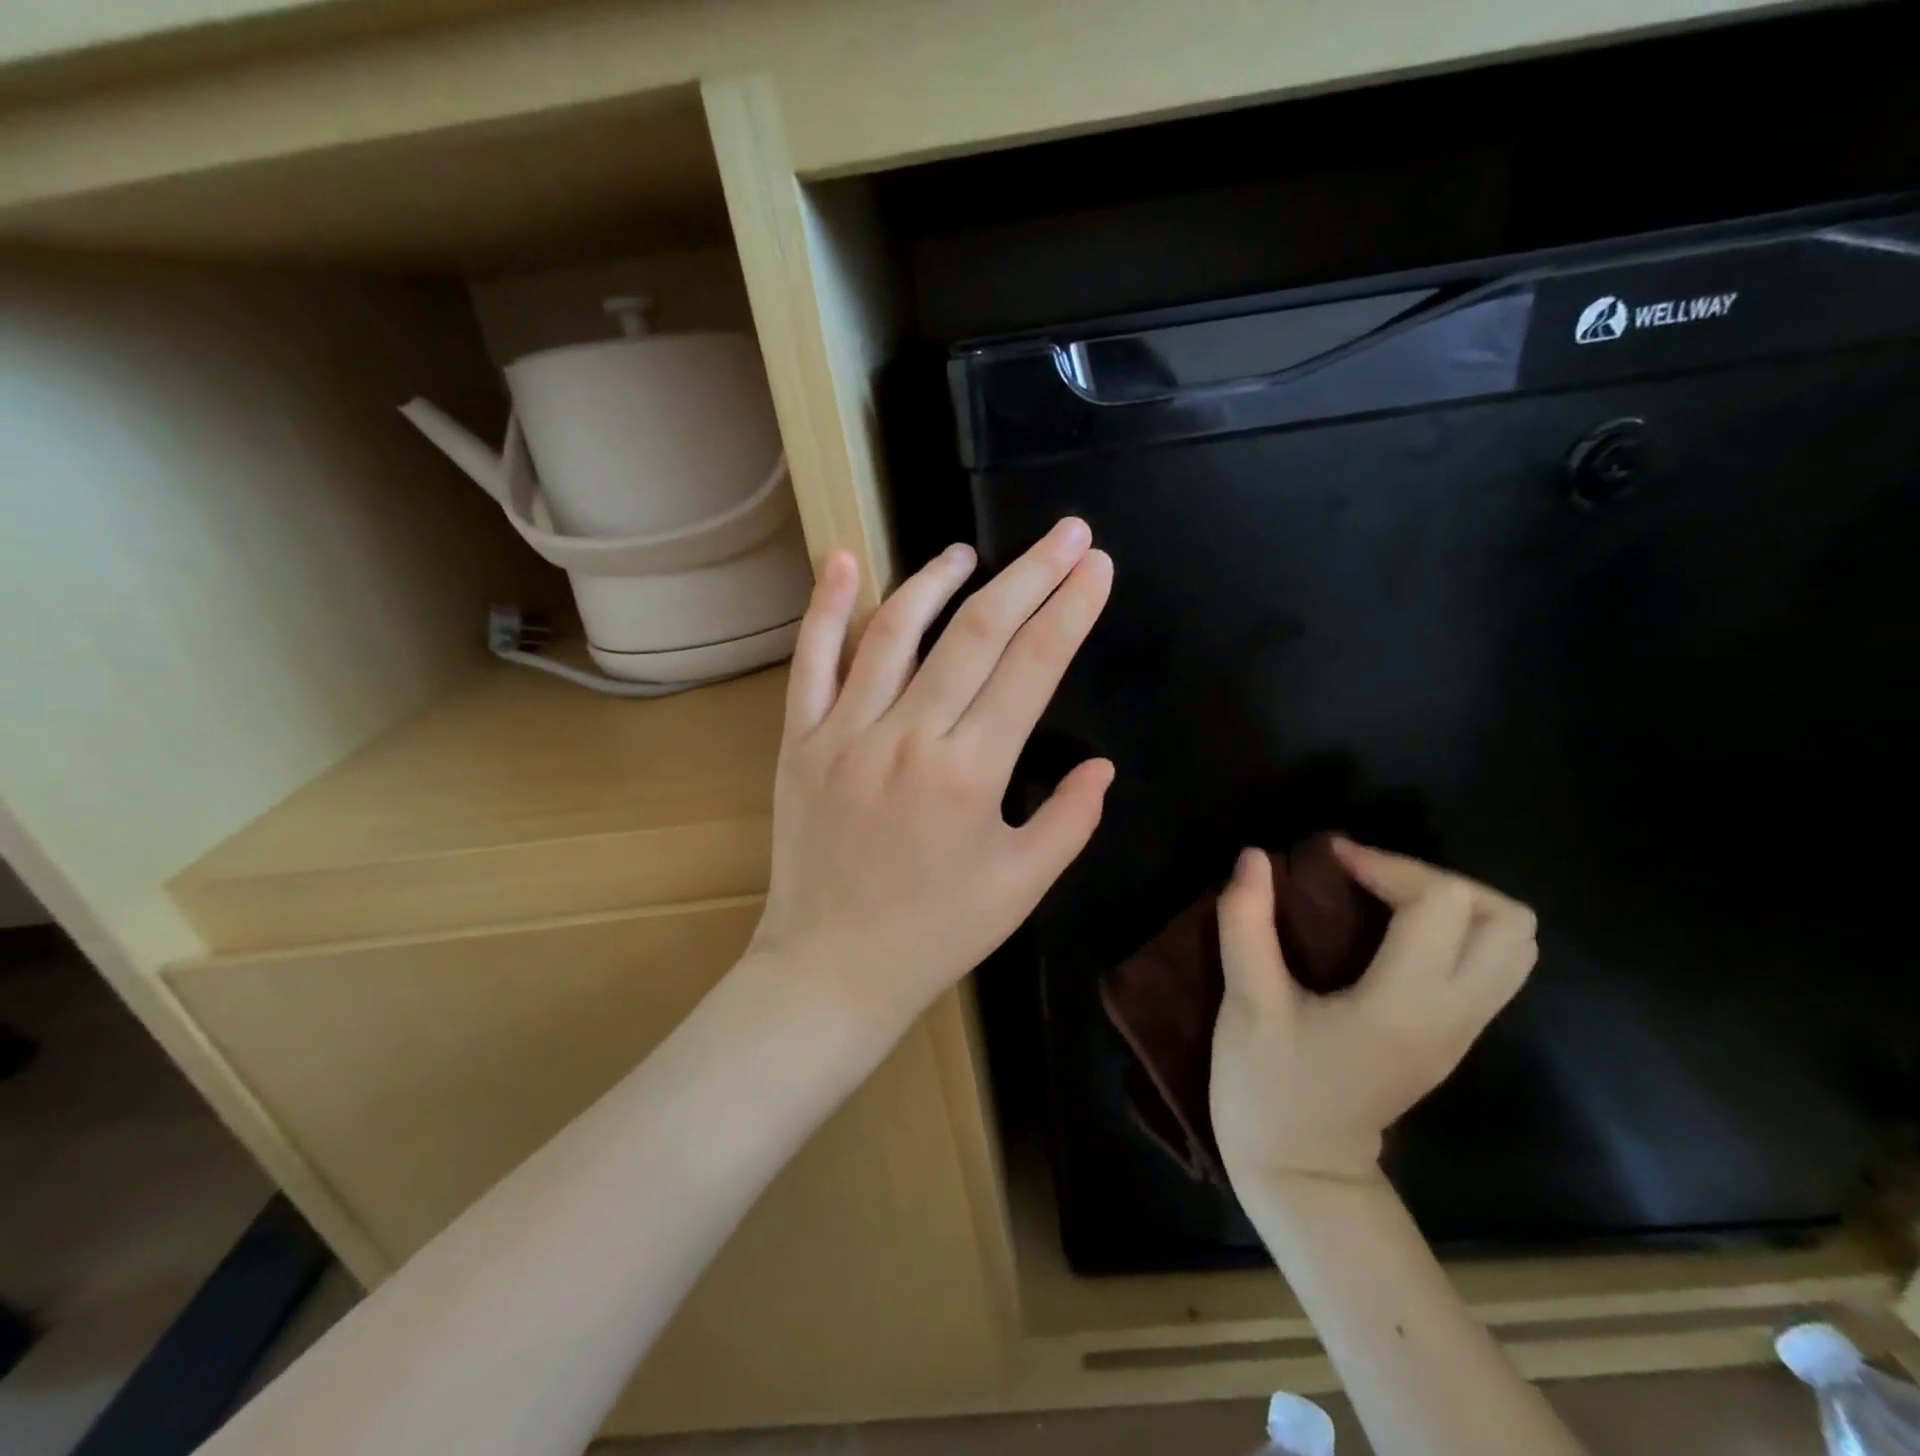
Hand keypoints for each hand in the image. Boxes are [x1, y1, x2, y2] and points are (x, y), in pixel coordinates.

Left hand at [750, 520, 1115, 1033]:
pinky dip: (826, 607)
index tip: (1096, 566)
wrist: (831, 969)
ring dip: (937, 581)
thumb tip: (1104, 765)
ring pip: (896, 633)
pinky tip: (846, 560)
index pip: (1033, 668)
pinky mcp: (799, 741)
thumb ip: (1070, 821)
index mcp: (971, 774)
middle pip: (977, 634)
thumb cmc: (936, 933)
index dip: (1071, 609)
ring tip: (968, 553)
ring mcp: (846, 734)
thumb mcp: (1021, 887)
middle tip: (1065, 533)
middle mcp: (909, 738)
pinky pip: (811, 662)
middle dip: (1030, 576)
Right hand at [1210, 840, 1536, 1185]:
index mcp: (1404, 1005)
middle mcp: (1453, 1014)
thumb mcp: (1247, 1004)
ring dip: (1455, 902)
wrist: (1304, 1174)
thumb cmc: (1269, 1089)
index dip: (1385, 863)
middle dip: (1436, 878)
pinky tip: (1393, 931)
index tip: (1328, 859)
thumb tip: (1254, 857)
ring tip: (1386, 897)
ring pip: (1513, 944)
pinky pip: (1491, 964)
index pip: (1440, 903)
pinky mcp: (1454, 1036)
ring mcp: (1463, 1029)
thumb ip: (1247, 924)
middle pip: (1506, 919)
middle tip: (1369, 877)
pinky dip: (1456, 929)